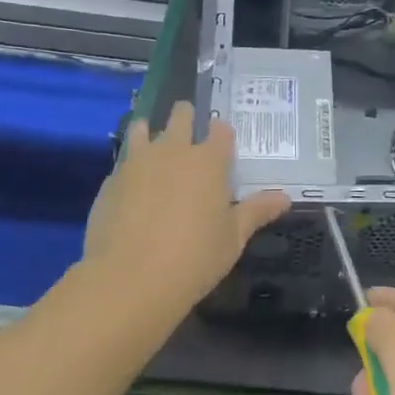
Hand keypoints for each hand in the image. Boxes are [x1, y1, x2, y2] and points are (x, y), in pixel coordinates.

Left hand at [84, 101, 289, 312]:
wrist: (130, 278)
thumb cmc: (194, 257)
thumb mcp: (233, 238)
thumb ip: (256, 212)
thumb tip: (284, 198)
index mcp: (208, 161)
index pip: (220, 131)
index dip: (222, 132)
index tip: (223, 139)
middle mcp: (173, 150)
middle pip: (180, 117)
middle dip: (186, 117)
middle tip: (189, 129)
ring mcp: (137, 162)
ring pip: (143, 129)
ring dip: (151, 132)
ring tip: (154, 146)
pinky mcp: (110, 180)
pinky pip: (124, 160)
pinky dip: (131, 165)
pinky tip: (133, 185)